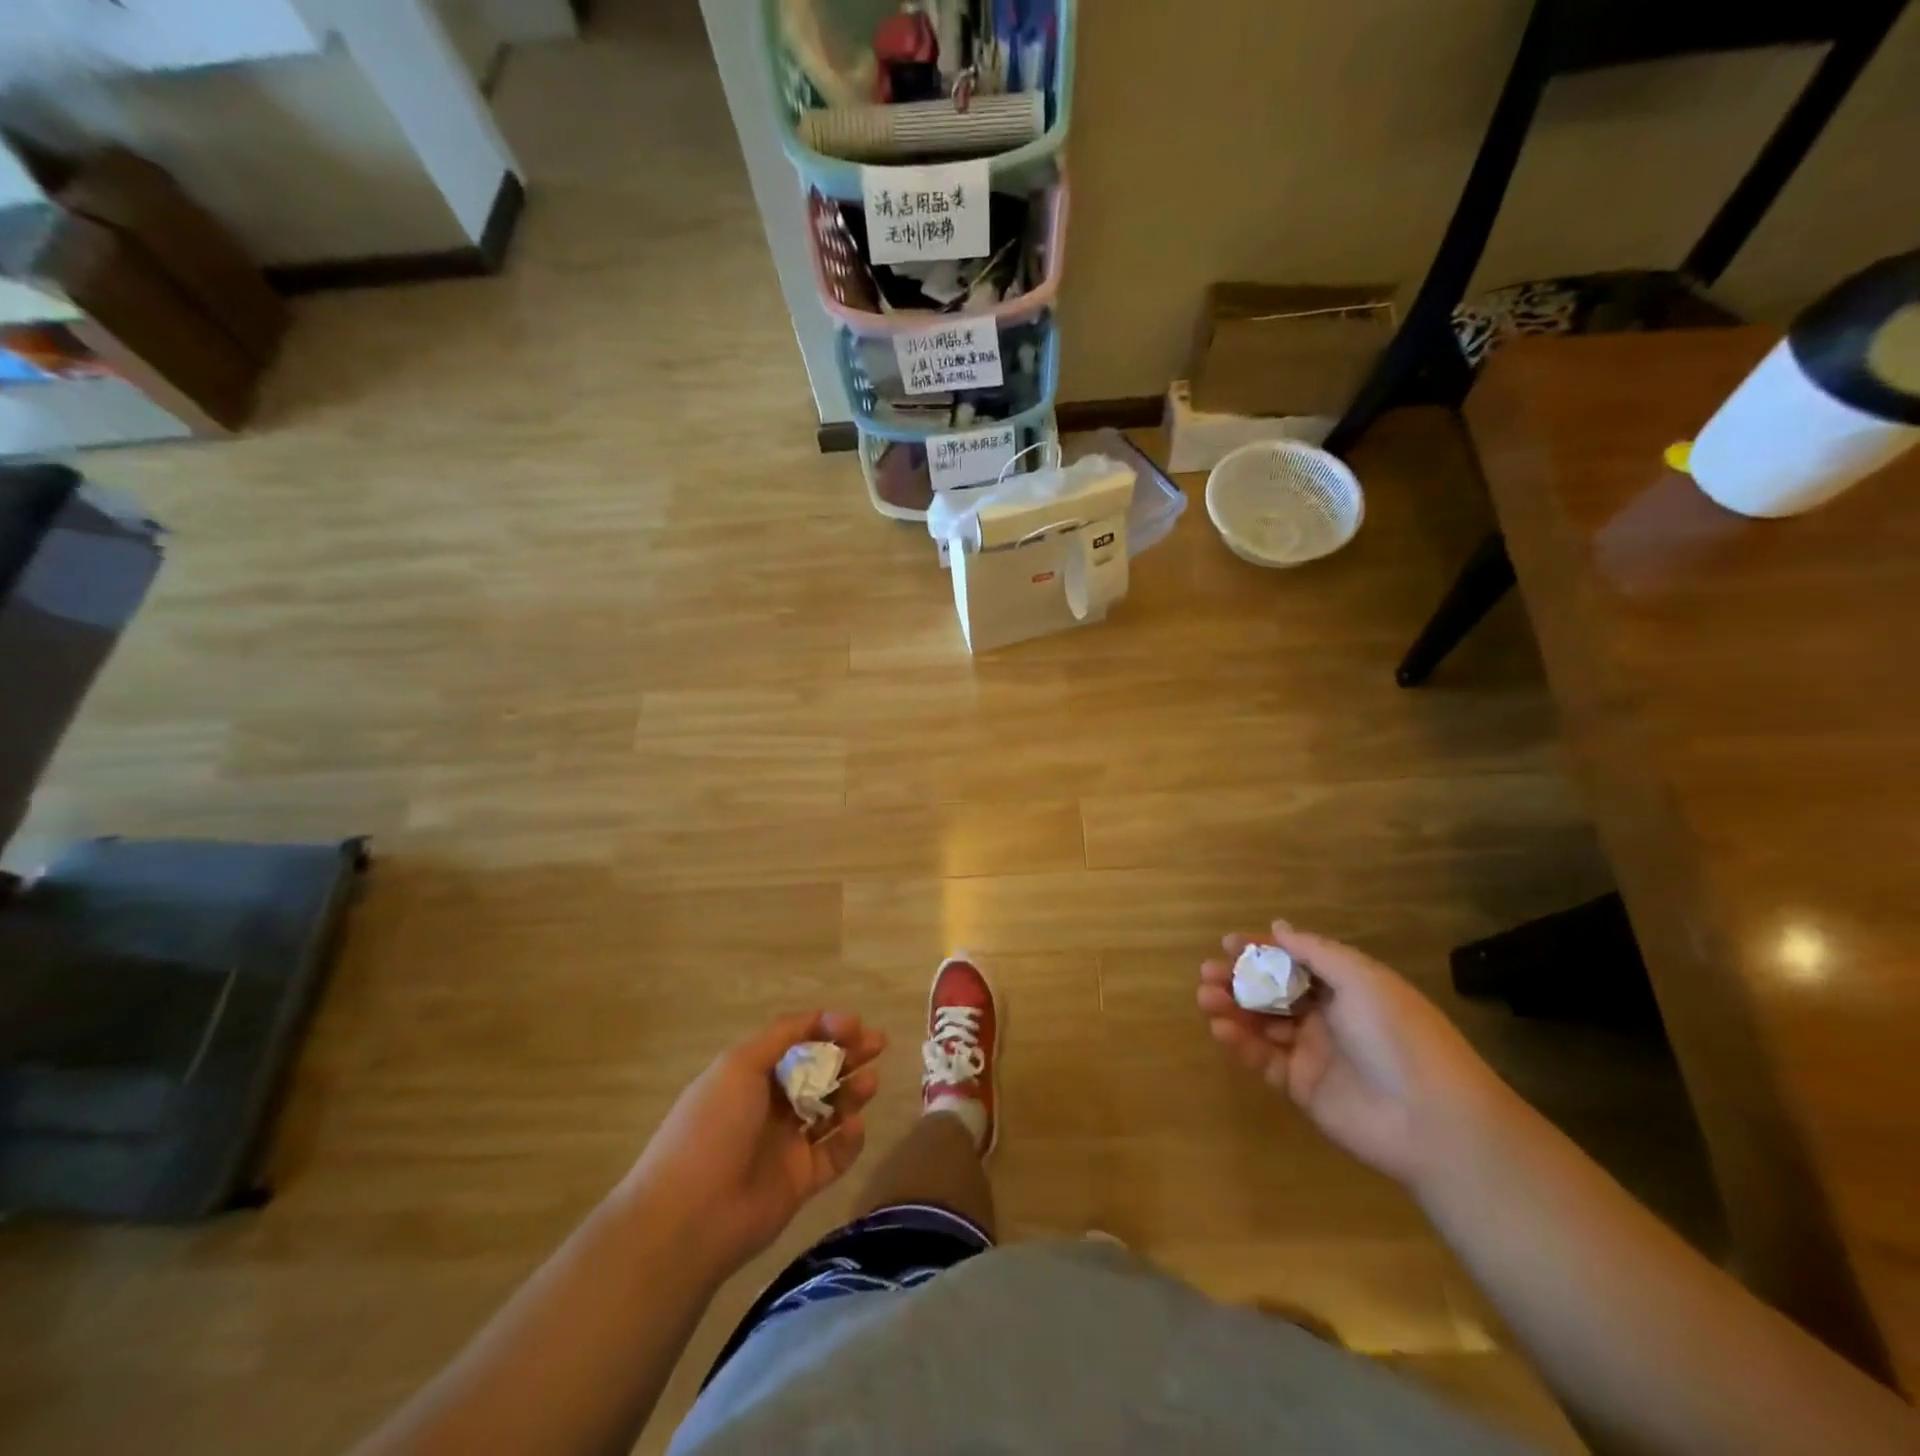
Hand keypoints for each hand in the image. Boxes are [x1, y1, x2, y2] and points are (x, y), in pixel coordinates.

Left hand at [626, 1010, 884, 1275]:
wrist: (689, 1216)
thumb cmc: (713, 1127)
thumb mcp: (740, 1065)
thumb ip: (782, 1035)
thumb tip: (822, 1016)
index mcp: (751, 1075)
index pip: (797, 1043)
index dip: (826, 1029)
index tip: (855, 1025)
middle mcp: (770, 1105)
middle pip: (818, 1072)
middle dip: (848, 1055)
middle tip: (878, 1044)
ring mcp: (786, 1144)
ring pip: (830, 1109)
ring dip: (852, 1092)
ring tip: (870, 1082)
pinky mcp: (800, 1181)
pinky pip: (834, 1154)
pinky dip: (848, 1139)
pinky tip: (853, 1126)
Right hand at [1197, 922, 1514, 1190]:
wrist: (1432, 1119)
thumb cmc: (1398, 1034)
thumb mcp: (1362, 979)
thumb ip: (1316, 952)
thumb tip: (1279, 927)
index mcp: (1345, 987)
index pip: (1294, 961)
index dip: (1261, 950)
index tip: (1227, 943)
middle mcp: (1326, 1016)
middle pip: (1272, 990)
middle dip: (1238, 978)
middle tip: (1207, 973)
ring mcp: (1312, 1052)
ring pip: (1262, 1022)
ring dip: (1232, 1007)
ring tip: (1205, 998)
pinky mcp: (1301, 1087)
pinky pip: (1263, 1059)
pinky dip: (1240, 1042)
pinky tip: (1221, 1029)